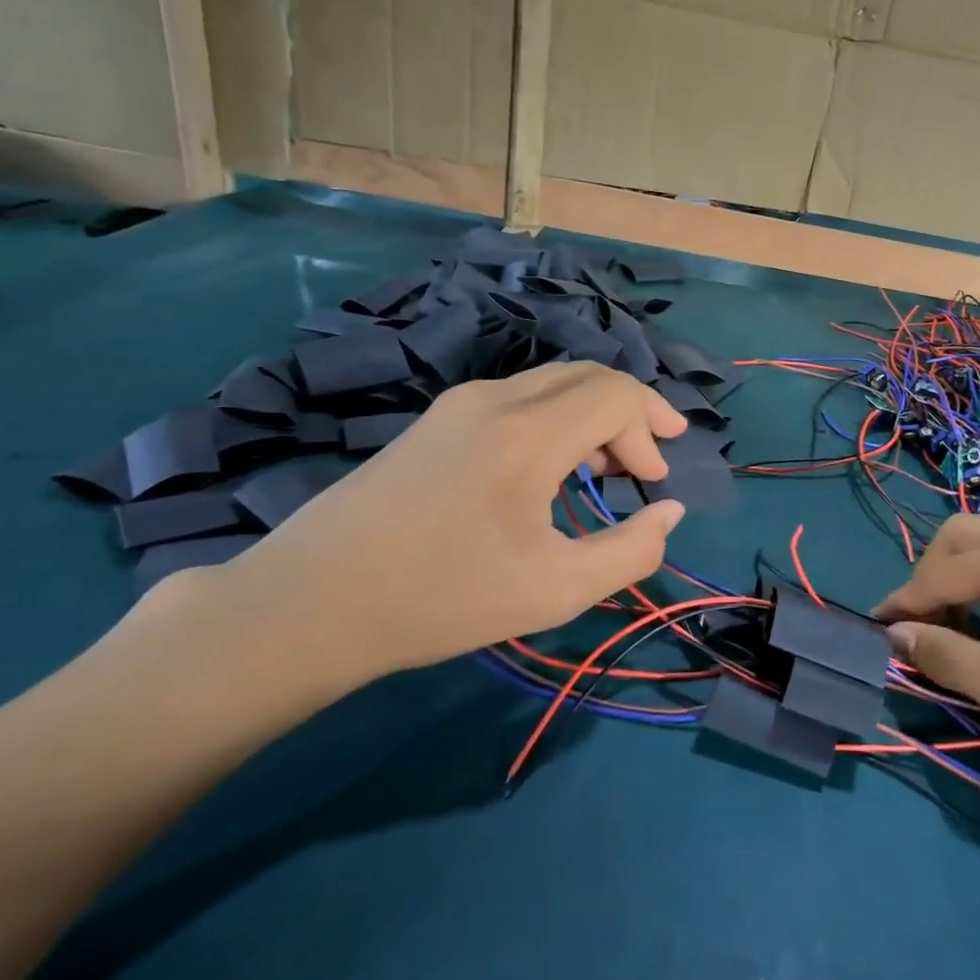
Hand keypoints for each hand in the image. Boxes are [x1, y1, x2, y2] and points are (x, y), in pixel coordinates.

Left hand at [143, 363, 688, 690]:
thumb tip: (669, 513)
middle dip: (633, 412)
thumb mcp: (554, 592)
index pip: (618, 394)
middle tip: (649, 462)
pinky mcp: (437, 419)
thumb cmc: (440, 599)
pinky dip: (558, 417)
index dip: (652, 426)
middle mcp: (496, 400)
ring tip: (608, 466)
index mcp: (528, 436)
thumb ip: (631, 552)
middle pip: (591, 376)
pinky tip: (552, 464)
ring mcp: (460, 403)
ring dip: (595, 413)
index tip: (656, 480)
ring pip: (555, 381)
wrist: (309, 603)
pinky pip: (521, 396)